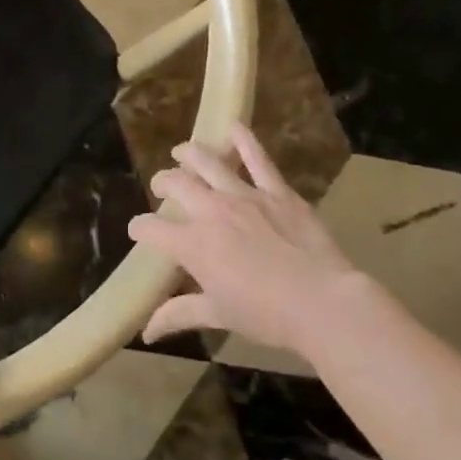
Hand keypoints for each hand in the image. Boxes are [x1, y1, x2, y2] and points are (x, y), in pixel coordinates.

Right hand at [130, 124, 369, 357]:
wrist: (321, 302)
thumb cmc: (265, 314)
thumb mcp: (217, 314)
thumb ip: (178, 314)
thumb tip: (147, 332)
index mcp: (192, 244)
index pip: (149, 229)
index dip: (138, 228)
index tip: (138, 231)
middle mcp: (210, 211)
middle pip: (175, 184)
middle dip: (162, 184)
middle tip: (163, 188)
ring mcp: (243, 196)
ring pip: (207, 161)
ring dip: (190, 154)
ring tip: (183, 152)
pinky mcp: (276, 190)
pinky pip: (257, 158)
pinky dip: (244, 139)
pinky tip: (234, 127)